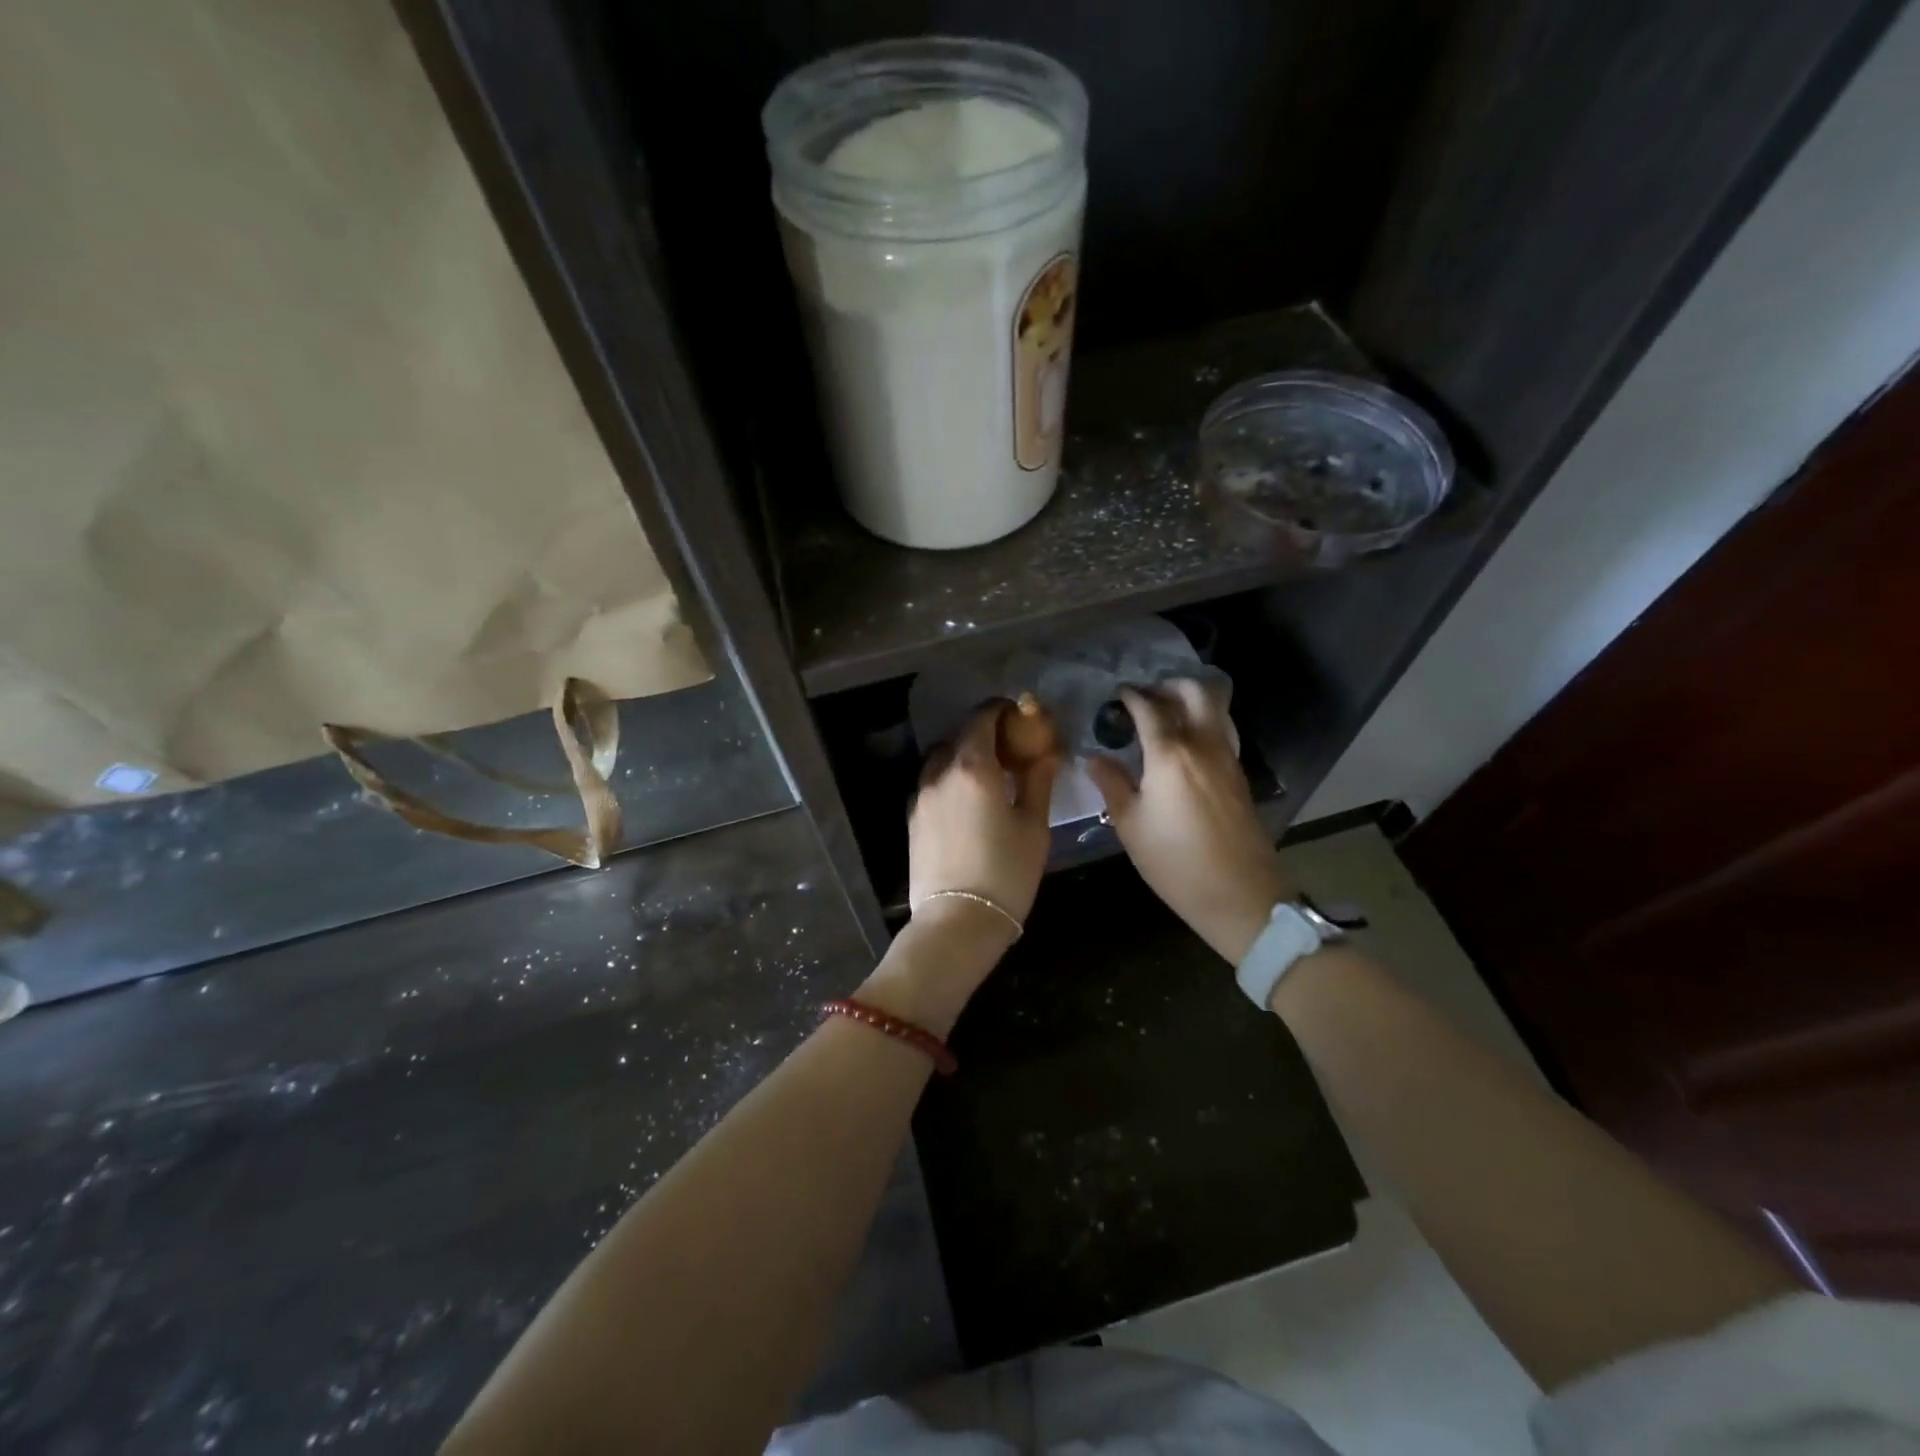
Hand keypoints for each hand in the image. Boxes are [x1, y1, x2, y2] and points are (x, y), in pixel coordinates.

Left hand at [909, 700, 1059, 933]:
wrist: (958, 921)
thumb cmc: (1006, 873)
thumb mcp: (1034, 827)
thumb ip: (1038, 783)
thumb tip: (1046, 754)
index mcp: (975, 768)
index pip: (983, 719)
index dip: (1001, 710)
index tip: (1018, 715)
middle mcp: (942, 773)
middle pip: (960, 735)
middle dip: (984, 732)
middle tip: (1009, 747)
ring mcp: (922, 795)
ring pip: (941, 757)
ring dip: (962, 754)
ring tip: (986, 773)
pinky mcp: (912, 817)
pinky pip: (931, 781)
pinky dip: (948, 776)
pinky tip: (966, 798)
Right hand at [1086, 682, 1286, 963]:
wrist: (1240, 895)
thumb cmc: (1175, 862)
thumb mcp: (1130, 826)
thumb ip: (1112, 784)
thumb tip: (1094, 758)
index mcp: (1170, 755)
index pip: (1150, 709)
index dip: (1131, 696)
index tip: (1117, 694)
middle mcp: (1203, 745)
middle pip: (1194, 692)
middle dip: (1169, 686)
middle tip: (1146, 696)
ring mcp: (1227, 758)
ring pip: (1215, 708)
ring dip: (1190, 700)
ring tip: (1166, 714)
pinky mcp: (1239, 774)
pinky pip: (1222, 731)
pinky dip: (1203, 722)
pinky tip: (1185, 744)